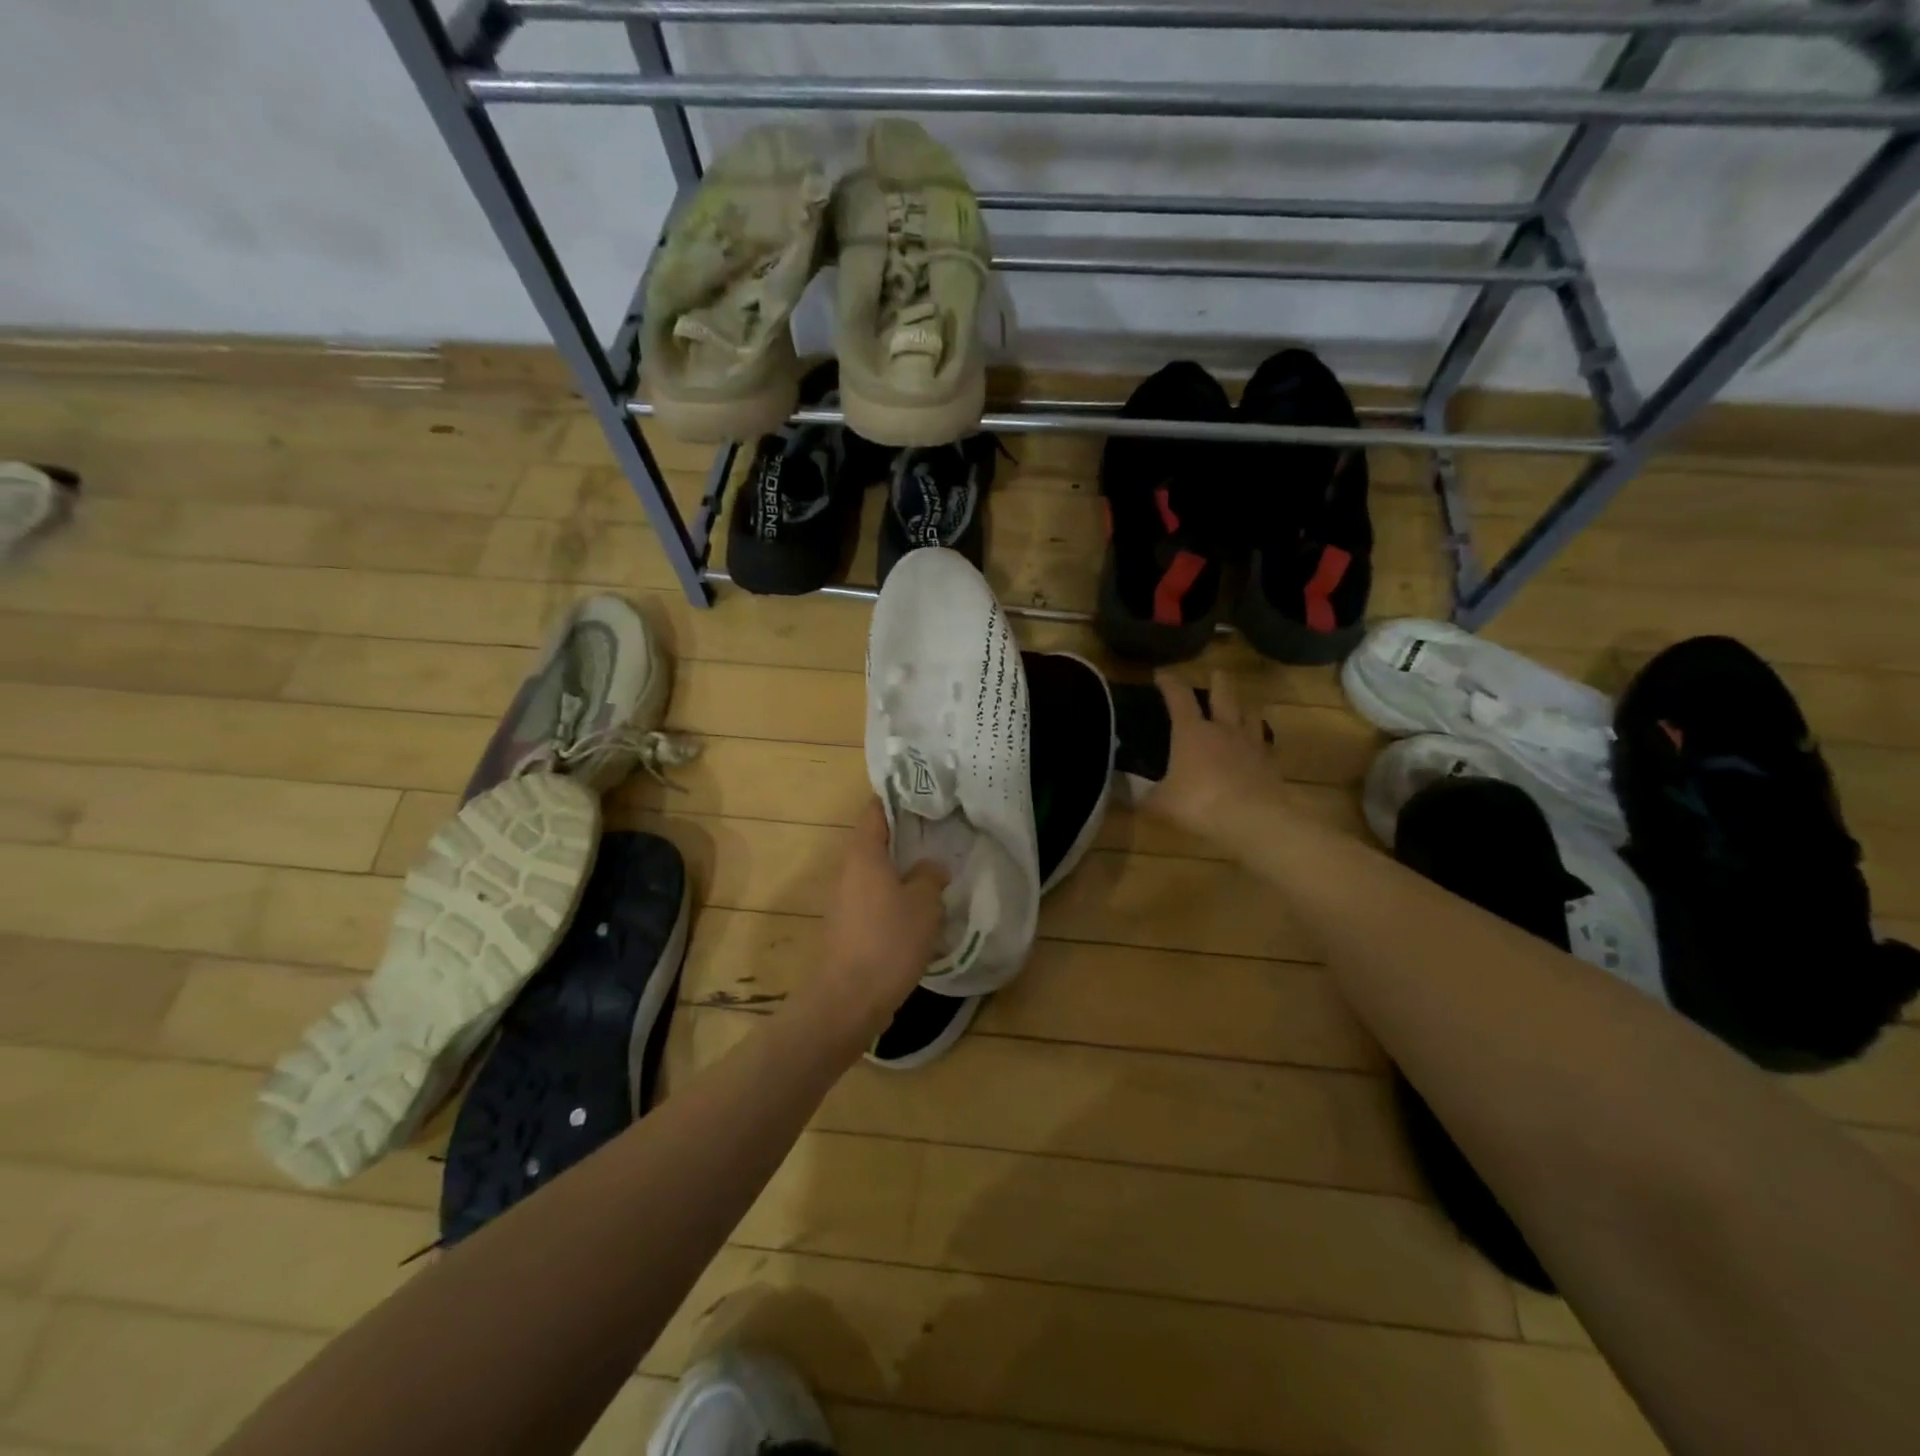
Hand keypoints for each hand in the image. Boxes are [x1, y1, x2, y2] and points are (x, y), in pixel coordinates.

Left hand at [813, 797, 949, 1040]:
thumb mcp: (922, 904)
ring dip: (903, 870)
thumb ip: (929, 877)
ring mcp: (845, 900)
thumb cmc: (888, 941)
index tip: (926, 795)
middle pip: (877, 841)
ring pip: (877, 873)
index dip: (899, 798)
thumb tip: (931, 866)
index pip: (876, 810)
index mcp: (864, 853)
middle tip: (942, 833)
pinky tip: (921, 909)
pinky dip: (896, 897)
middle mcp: (849, 870)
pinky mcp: (849, 927)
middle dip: (907, 836)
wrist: (847, 1000)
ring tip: (938, 870)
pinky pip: (876, 899)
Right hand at [1140, 668, 1285, 841]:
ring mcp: (1250, 744)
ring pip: (1250, 714)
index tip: (1161, 673)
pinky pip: (1263, 744)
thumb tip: (1120, 792)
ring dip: (1244, 705)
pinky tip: (1256, 745)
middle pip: (1223, 695)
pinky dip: (1258, 740)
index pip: (1178, 697)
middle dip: (1218, 682)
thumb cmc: (1199, 803)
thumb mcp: (1160, 802)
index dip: (1169, 682)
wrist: (1254, 818)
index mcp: (1191, 731)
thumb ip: (1142, 795)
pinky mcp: (1269, 763)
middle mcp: (1222, 729)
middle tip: (1216, 673)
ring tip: (1242, 703)